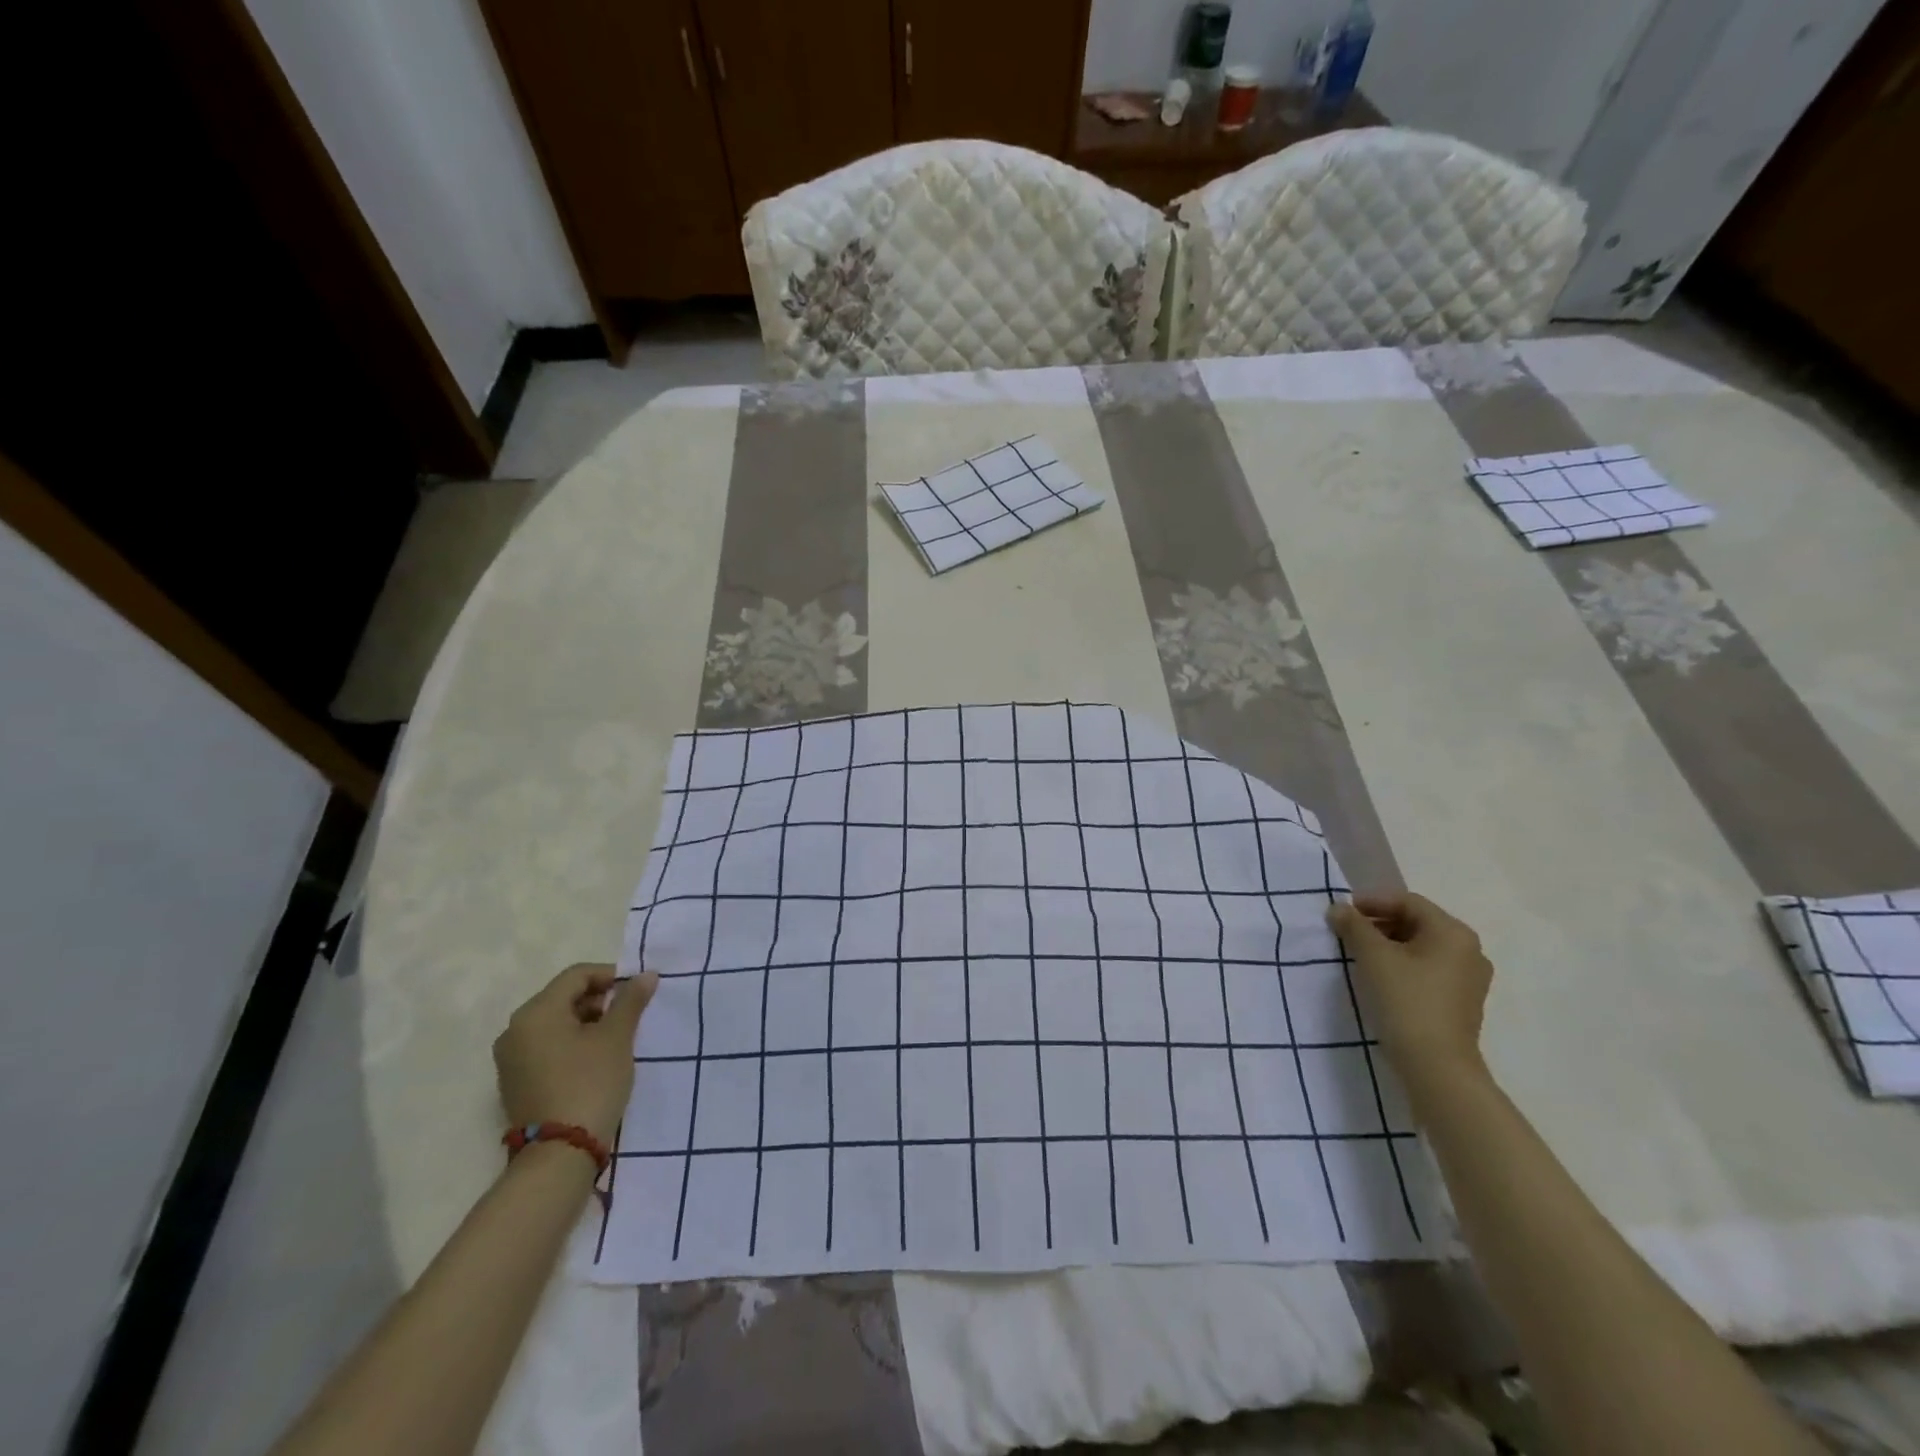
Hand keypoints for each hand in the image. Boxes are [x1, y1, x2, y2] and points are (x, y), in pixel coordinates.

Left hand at [493, 964, 658, 1146]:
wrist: (559, 1154)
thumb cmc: (590, 1083)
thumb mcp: (616, 1038)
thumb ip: (630, 1001)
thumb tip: (645, 975)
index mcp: (536, 1012)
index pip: (577, 975)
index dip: (611, 976)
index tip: (636, 992)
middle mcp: (515, 1030)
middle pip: (563, 997)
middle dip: (599, 1000)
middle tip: (629, 1016)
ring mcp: (510, 1058)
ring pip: (555, 1023)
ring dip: (586, 1023)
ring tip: (615, 1040)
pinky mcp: (515, 1081)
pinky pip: (545, 1047)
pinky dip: (571, 1044)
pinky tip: (594, 1060)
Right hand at [1327, 893, 1492, 1096]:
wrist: (1436, 1066)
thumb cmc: (1405, 1000)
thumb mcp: (1372, 956)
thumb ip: (1353, 926)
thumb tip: (1338, 909)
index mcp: (1453, 933)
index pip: (1408, 902)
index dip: (1372, 902)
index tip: (1343, 913)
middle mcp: (1469, 950)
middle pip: (1417, 922)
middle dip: (1379, 923)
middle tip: (1347, 933)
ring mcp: (1470, 978)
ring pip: (1422, 947)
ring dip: (1389, 944)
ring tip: (1360, 955)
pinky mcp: (1462, 1001)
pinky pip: (1429, 969)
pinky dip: (1403, 965)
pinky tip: (1381, 978)